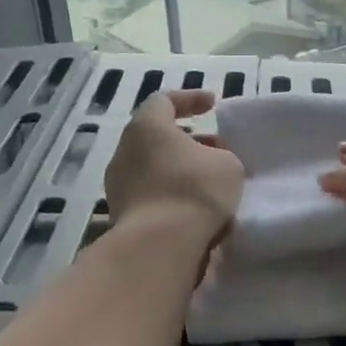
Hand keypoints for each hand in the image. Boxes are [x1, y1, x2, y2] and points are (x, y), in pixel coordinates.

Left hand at [104, 90, 243, 244]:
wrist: (159, 246)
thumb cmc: (194, 191)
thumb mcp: (227, 165)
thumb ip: (220, 155)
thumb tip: (209, 163)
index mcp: (147, 127)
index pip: (164, 100)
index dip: (191, 99)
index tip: (213, 105)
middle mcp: (124, 151)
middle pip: (156, 136)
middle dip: (187, 140)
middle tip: (215, 149)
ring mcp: (118, 185)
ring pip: (153, 168)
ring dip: (179, 171)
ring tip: (208, 183)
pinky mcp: (120, 215)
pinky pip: (150, 195)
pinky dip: (170, 195)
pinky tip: (194, 209)